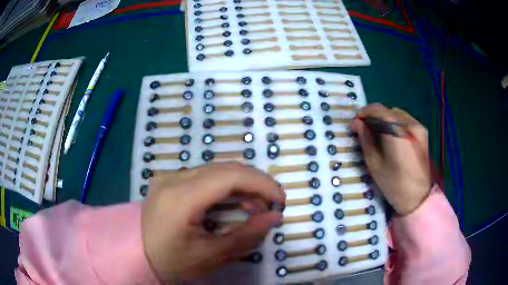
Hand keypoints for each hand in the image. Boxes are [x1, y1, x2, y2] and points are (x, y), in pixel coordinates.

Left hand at [141, 163, 285, 281]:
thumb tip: (275, 216)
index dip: (261, 183)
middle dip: (254, 183)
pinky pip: (204, 176)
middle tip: (269, 205)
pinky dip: (225, 186)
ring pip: (215, 169)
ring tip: (254, 206)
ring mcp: (168, 177)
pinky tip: (233, 202)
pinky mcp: (168, 180)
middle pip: (224, 168)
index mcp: (180, 198)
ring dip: (240, 184)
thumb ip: (246, 235)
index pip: (229, 176)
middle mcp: (172, 179)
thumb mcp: (210, 256)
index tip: (280, 199)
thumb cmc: (171, 262)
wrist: (137, 256)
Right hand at [352, 104, 431, 215]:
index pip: (378, 110)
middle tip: (366, 128)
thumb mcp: (374, 164)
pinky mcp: (423, 132)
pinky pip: (406, 119)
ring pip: (397, 113)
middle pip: (388, 111)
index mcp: (397, 133)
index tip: (357, 121)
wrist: (418, 197)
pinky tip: (393, 135)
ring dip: (386, 118)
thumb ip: (365, 140)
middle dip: (374, 116)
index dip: (365, 112)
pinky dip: (396, 122)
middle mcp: (409, 125)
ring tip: (379, 132)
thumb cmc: (394, 184)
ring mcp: (418, 127)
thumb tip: (357, 123)